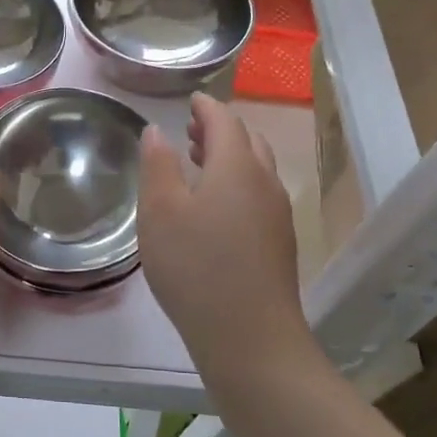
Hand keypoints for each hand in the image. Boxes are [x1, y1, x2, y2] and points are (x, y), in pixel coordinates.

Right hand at [137, 94, 310, 375]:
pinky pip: (259, 195)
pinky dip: (239, 183)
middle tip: (192, 130)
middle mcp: (265, 182)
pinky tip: (216, 207)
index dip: (206, 106)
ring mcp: (277, 215)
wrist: (249, 336)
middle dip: (221, 130)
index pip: (224, 120)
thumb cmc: (195, 267)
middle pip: (247, 141)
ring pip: (257, 169)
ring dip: (231, 157)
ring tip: (201, 163)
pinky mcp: (279, 243)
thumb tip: (158, 130)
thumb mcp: (159, 212)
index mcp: (236, 167)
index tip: (191, 99)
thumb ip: (157, 165)